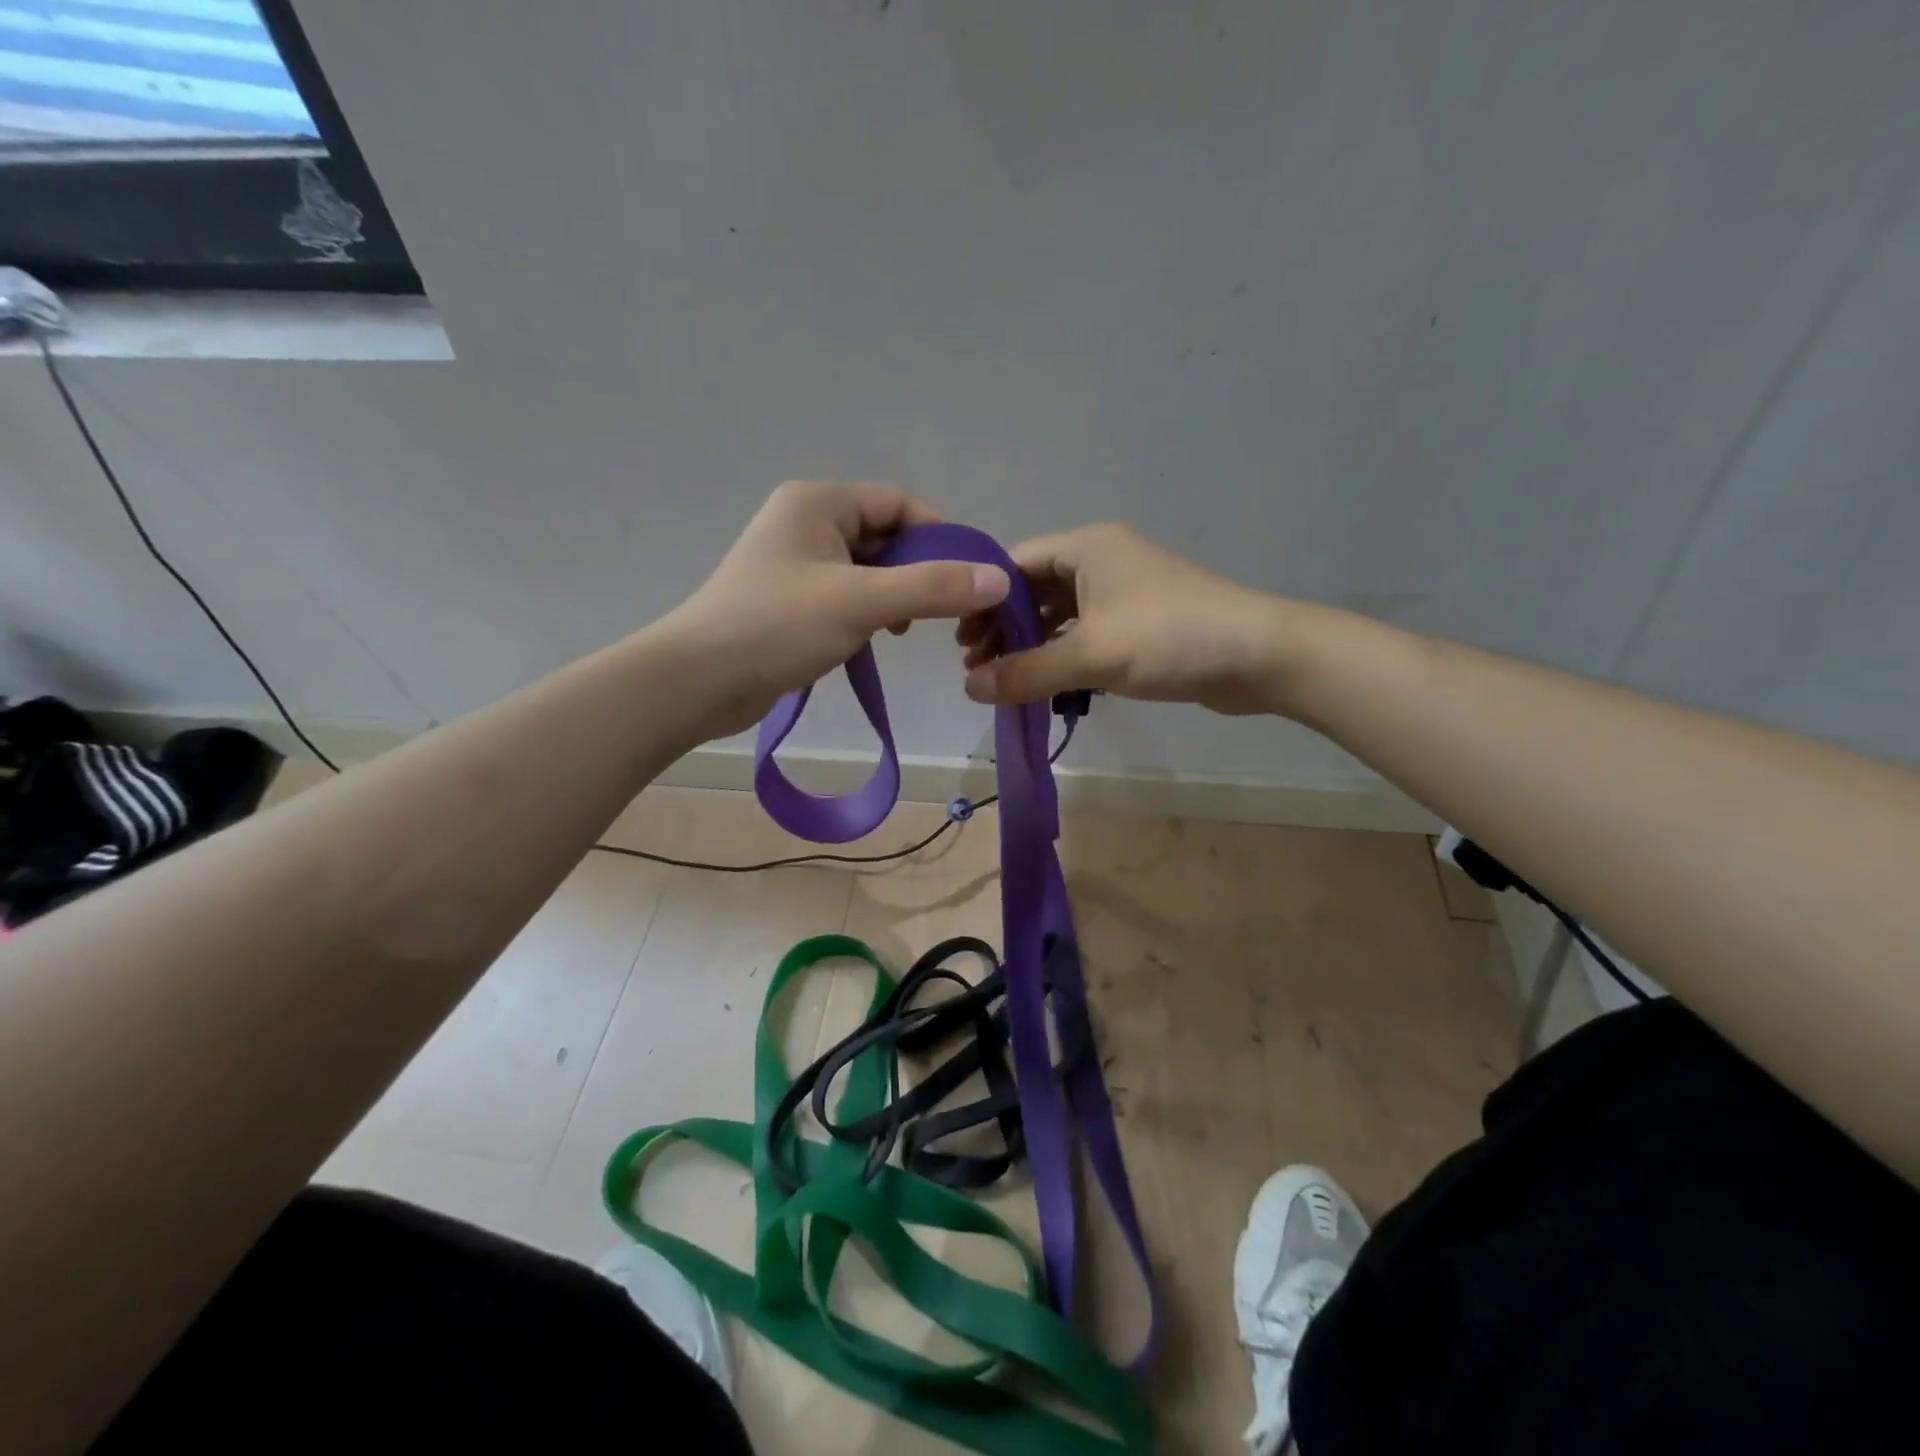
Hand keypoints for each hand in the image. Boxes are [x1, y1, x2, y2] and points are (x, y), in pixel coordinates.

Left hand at [669, 481, 1009, 737]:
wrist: (698, 681)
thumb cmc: (776, 627)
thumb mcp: (861, 602)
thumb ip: (932, 588)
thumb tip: (998, 579)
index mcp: (818, 502)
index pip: (898, 503)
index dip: (939, 536)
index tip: (969, 577)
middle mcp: (806, 522)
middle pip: (885, 536)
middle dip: (917, 571)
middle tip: (940, 612)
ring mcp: (796, 563)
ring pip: (869, 570)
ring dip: (895, 596)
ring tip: (904, 630)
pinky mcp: (791, 600)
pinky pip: (847, 595)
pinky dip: (869, 613)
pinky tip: (875, 640)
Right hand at [958, 523, 1287, 714]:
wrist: (1260, 656)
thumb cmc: (1170, 638)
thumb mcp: (1091, 654)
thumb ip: (1026, 671)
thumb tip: (968, 689)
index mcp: (1086, 548)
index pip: (1014, 564)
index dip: (983, 601)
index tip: (962, 642)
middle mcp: (1102, 560)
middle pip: (1035, 589)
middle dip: (1004, 626)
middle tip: (978, 666)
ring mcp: (1124, 591)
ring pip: (1061, 614)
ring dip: (1032, 644)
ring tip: (1005, 679)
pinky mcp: (1141, 621)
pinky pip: (1087, 632)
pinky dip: (1063, 654)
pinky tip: (1048, 682)